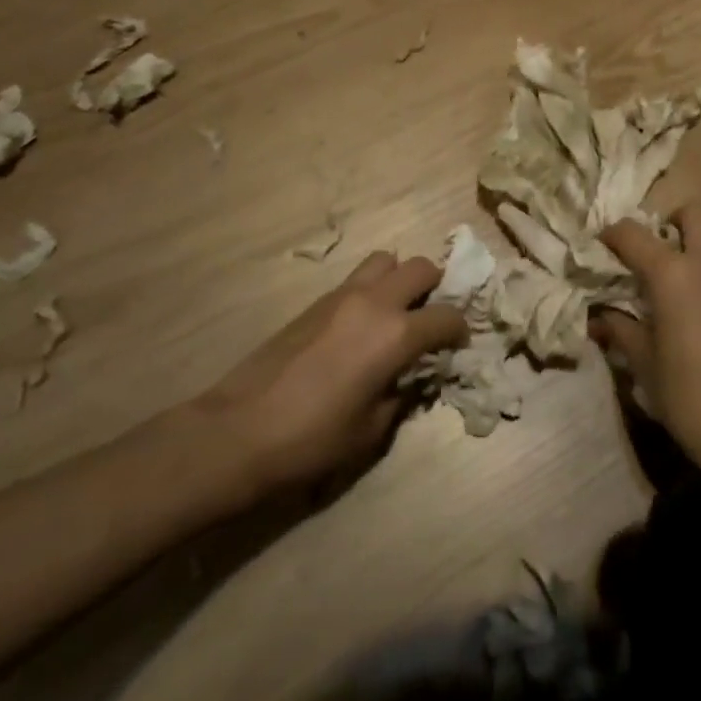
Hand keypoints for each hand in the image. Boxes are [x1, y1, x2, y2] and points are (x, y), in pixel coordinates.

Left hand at [197, 251, 467, 493]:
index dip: (459, 330)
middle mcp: (374, 302)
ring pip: (385, 260)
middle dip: (435, 287)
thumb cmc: (313, 439)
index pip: (446, 316)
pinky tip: (363, 325)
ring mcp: (342, 295)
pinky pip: (356, 279)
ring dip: (399, 278)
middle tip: (431, 317)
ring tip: (397, 312)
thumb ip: (402, 395)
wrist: (241, 429)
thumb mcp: (371, 429)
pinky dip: (372, 289)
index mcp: (396, 334)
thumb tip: (413, 378)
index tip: (458, 345)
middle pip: (419, 267)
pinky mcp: (316, 301)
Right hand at [595, 199, 700, 492]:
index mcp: (672, 273)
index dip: (609, 236)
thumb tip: (598, 317)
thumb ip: (620, 331)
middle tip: (647, 252)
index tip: (595, 250)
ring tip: (680, 273)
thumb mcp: (644, 365)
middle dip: (666, 222)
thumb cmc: (691, 398)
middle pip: (691, 213)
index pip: (632, 232)